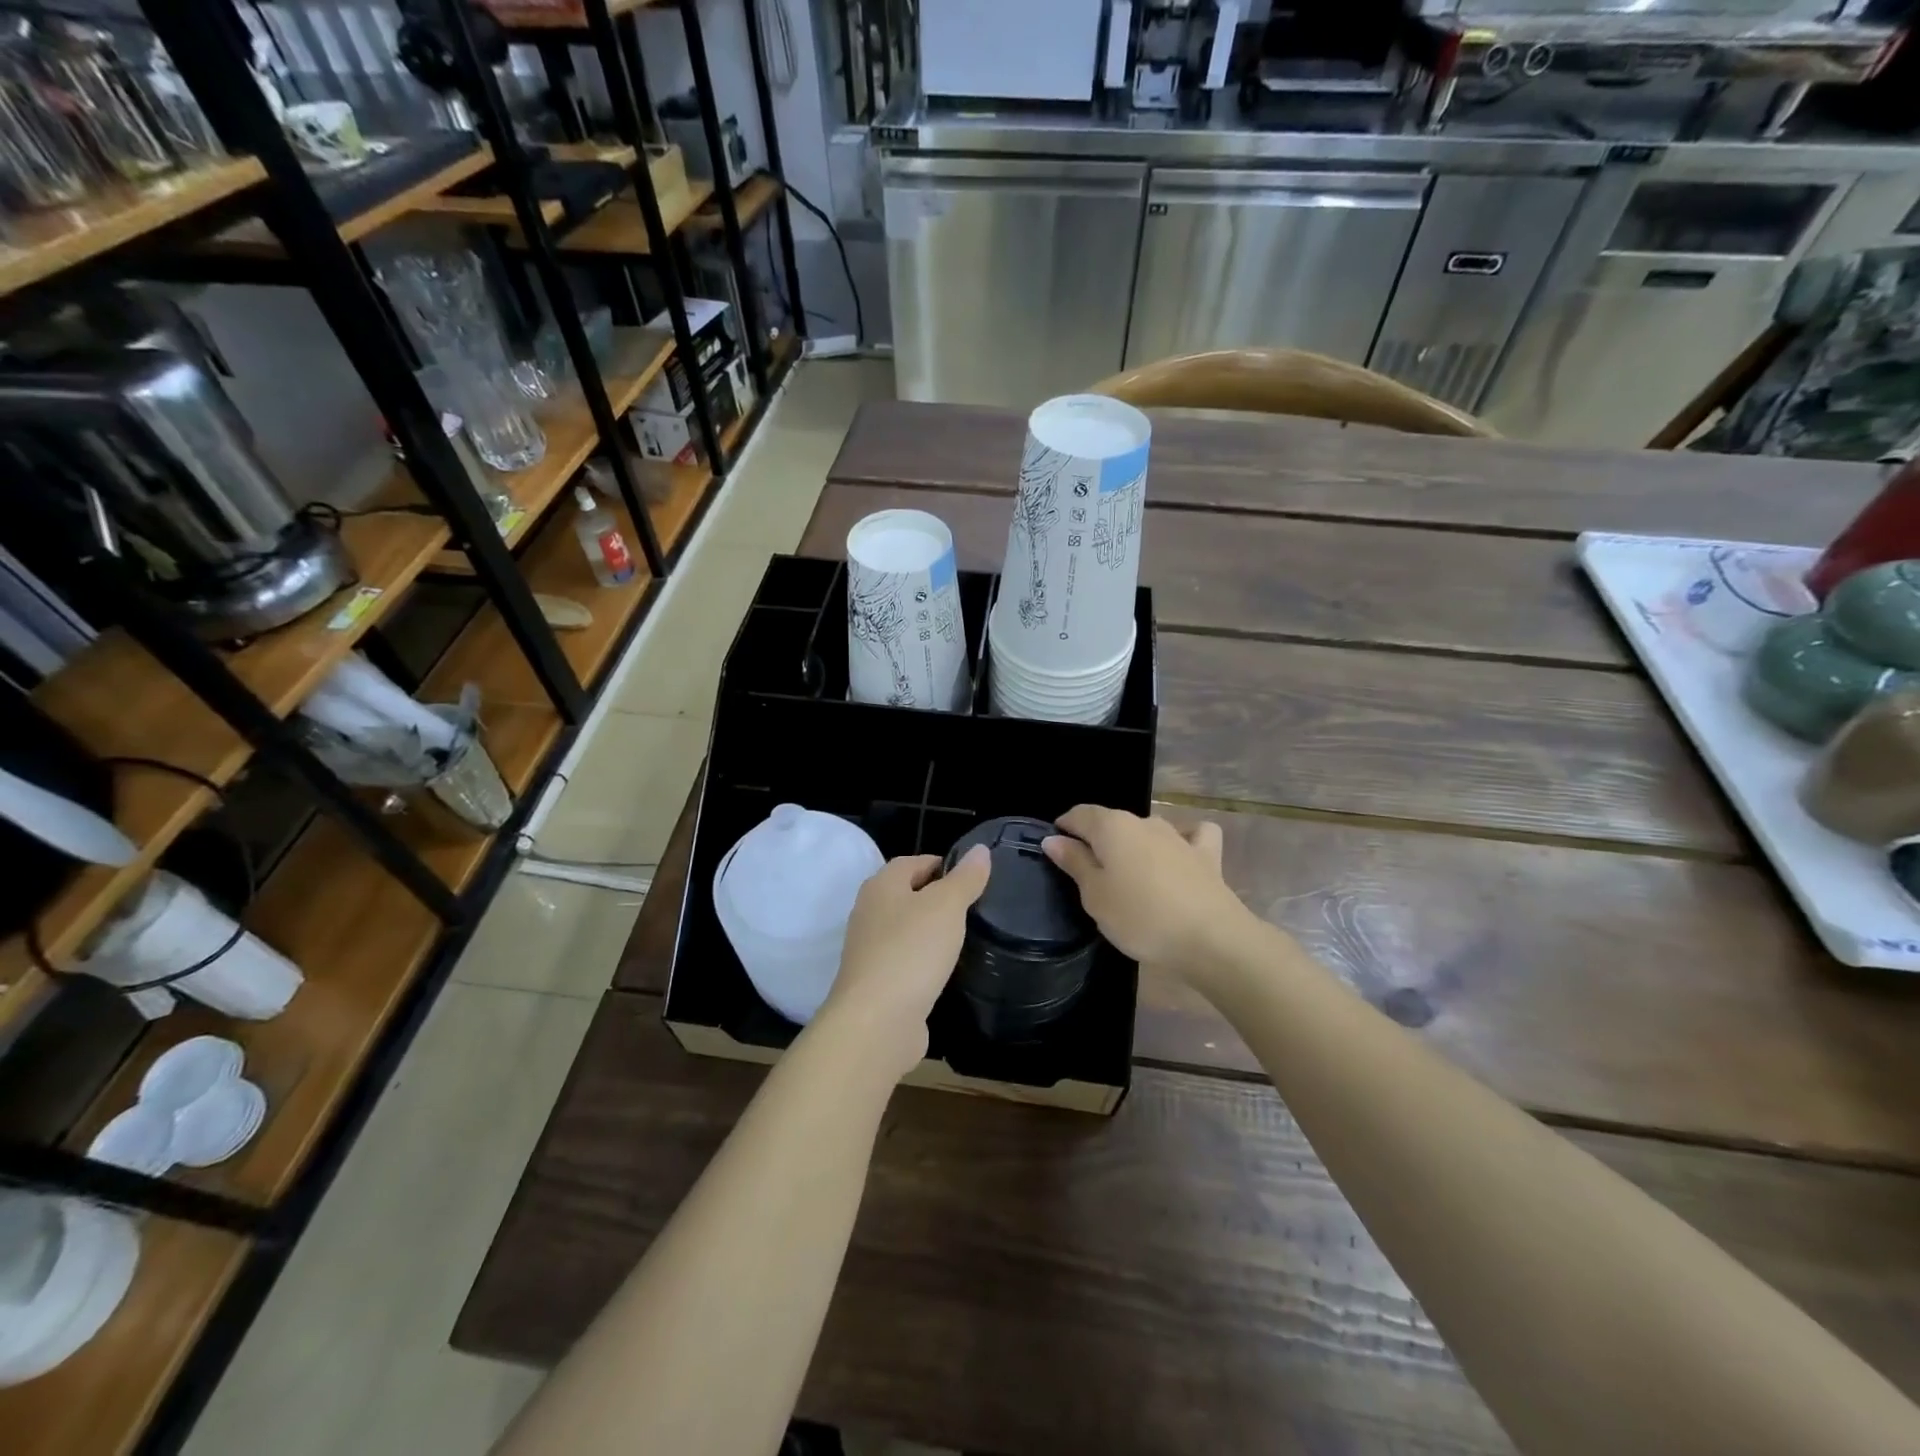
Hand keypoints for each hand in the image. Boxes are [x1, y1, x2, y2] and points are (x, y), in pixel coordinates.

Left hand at [815, 847, 990, 1081]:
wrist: (877, 1022)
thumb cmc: (912, 951)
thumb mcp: (947, 906)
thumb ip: (965, 878)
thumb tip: (980, 850)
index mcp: (881, 886)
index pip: (913, 862)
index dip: (943, 864)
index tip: (974, 878)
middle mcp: (869, 913)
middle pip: (907, 895)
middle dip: (938, 898)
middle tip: (975, 906)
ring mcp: (870, 951)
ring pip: (906, 930)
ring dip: (931, 932)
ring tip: (966, 937)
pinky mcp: (877, 984)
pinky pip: (906, 962)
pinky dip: (925, 962)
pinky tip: (946, 971)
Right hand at [1042, 807, 1251, 973]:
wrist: (1211, 939)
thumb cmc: (1141, 918)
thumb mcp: (1095, 895)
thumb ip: (1074, 863)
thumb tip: (1053, 838)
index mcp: (1112, 827)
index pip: (1079, 814)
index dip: (1064, 827)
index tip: (1055, 848)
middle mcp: (1144, 821)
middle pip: (1111, 822)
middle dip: (1096, 839)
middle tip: (1087, 873)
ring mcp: (1179, 836)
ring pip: (1146, 829)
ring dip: (1133, 844)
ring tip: (1129, 873)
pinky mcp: (1207, 855)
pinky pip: (1192, 835)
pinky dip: (1183, 839)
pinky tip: (1179, 853)